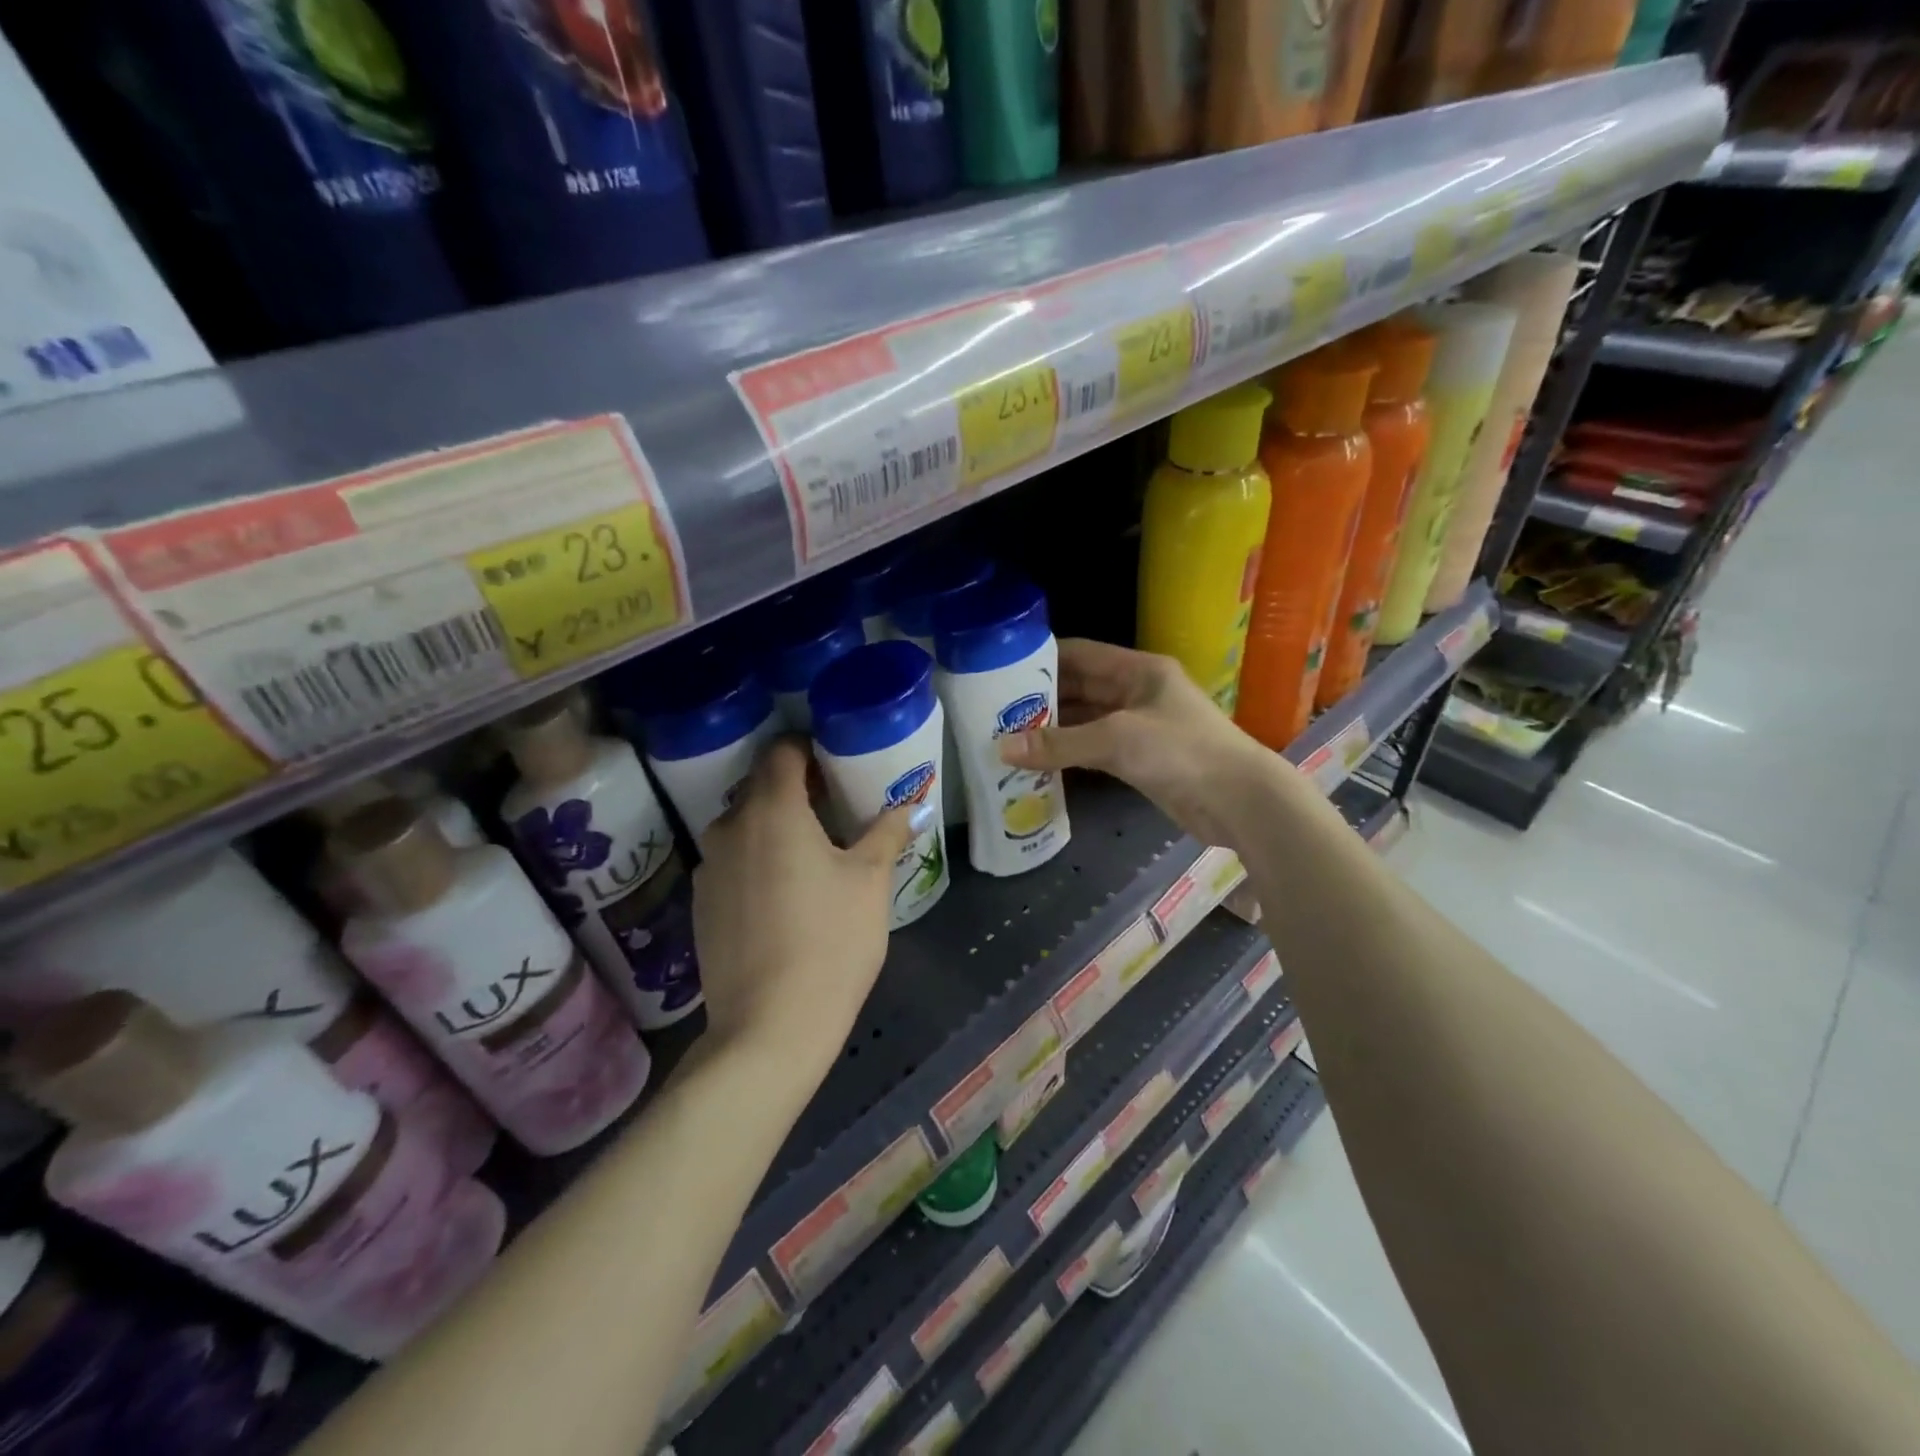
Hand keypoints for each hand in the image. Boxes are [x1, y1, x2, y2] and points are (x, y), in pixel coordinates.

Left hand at [692, 738, 912, 1079]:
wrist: (769, 1027)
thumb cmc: (831, 941)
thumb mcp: (870, 882)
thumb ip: (887, 834)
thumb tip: (911, 807)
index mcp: (772, 810)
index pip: (780, 751)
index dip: (808, 749)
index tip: (835, 764)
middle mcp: (729, 827)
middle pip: (759, 787)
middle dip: (794, 788)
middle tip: (833, 809)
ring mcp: (708, 867)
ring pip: (743, 826)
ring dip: (773, 825)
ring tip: (810, 853)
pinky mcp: (700, 904)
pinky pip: (731, 861)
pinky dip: (756, 859)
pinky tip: (783, 894)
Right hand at [1000, 639, 1282, 846]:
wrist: (1240, 801)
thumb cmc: (1182, 752)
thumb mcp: (1116, 739)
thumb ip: (1059, 743)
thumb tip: (1001, 748)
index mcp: (1138, 670)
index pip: (1081, 653)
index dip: (1042, 658)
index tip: (1000, 668)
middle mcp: (1137, 692)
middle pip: (1080, 688)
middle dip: (1041, 698)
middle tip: (995, 710)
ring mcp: (1140, 727)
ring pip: (1086, 721)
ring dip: (1052, 730)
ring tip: (1007, 737)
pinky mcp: (1141, 759)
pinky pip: (1095, 750)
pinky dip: (1069, 754)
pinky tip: (1038, 763)